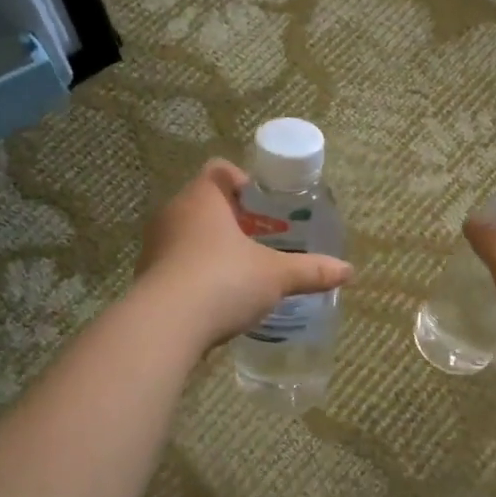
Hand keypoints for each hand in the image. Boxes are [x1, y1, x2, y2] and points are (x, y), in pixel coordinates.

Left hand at [136, 159, 353, 350]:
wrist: (165, 325)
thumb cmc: (224, 281)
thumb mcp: (276, 276)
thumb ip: (310, 271)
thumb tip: (348, 270)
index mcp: (203, 198)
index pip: (221, 170)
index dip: (244, 182)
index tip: (264, 206)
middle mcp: (173, 213)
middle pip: (205, 203)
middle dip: (233, 220)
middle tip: (261, 240)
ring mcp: (155, 245)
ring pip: (188, 235)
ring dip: (212, 248)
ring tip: (241, 271)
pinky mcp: (146, 276)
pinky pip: (176, 265)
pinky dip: (195, 274)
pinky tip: (216, 298)